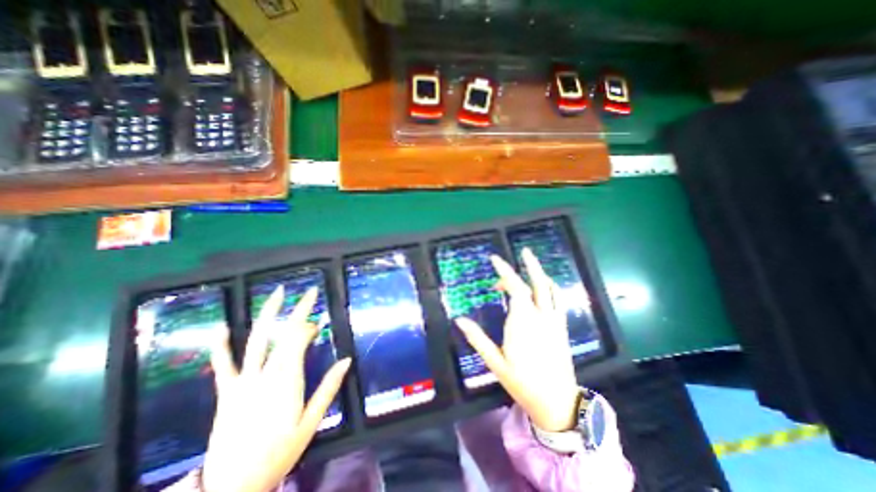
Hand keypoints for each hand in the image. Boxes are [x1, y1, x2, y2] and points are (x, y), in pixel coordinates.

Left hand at [203, 284, 351, 490]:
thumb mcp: (311, 421)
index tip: (319, 326)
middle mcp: (266, 373)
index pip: (300, 339)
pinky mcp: (227, 391)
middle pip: (284, 333)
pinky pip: (223, 364)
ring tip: (276, 294)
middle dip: (298, 310)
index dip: (310, 327)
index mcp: (287, 379)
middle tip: (309, 292)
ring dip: (267, 314)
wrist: (231, 486)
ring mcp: (243, 381)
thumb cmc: (280, 452)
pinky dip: (222, 344)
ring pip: (256, 340)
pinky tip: (223, 326)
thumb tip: (346, 360)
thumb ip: (329, 388)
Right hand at [458, 249, 580, 429]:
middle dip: (529, 265)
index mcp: (522, 323)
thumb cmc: (522, 383)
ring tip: (533, 264)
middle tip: (523, 251)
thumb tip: (459, 320)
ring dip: (542, 273)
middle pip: (536, 284)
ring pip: (551, 290)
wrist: (557, 403)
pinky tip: (546, 285)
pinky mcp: (561, 327)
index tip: (495, 259)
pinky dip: (552, 287)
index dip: (505, 271)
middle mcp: (540, 317)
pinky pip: (559, 300)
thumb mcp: (495, 363)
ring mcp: (553, 321)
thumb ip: (478, 339)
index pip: (515, 288)